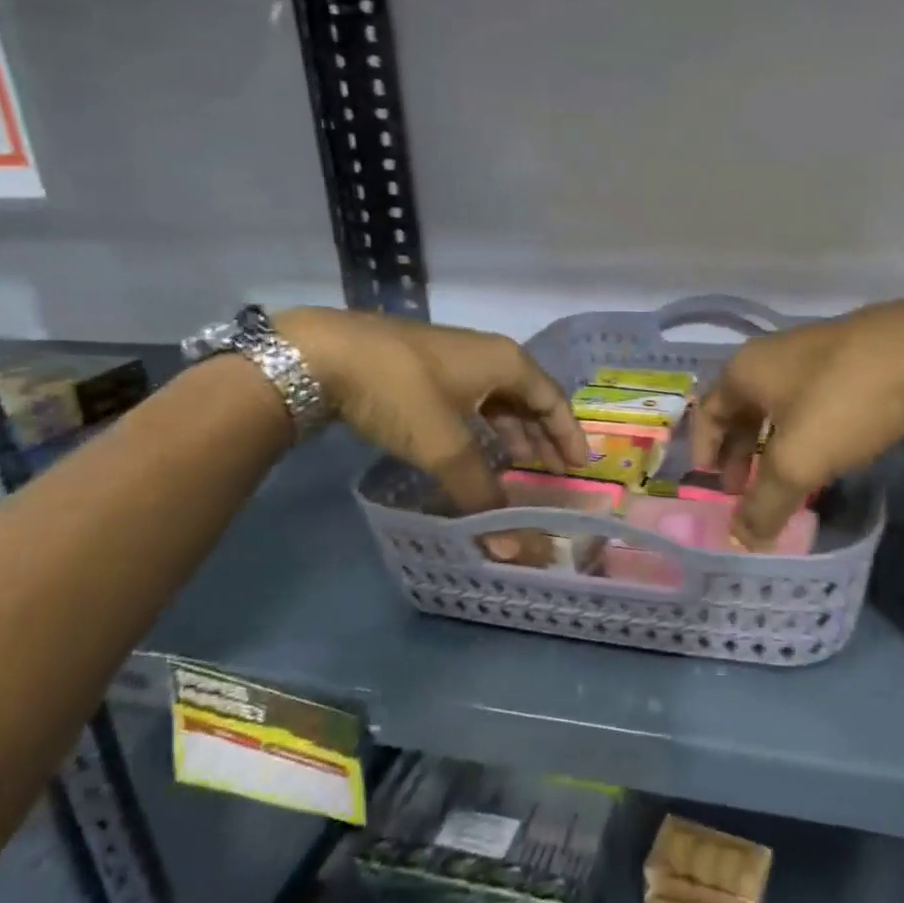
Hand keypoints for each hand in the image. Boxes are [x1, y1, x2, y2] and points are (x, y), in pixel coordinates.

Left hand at [274, 308, 589, 521]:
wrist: (322, 354)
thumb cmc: (400, 392)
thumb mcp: (446, 446)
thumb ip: (481, 494)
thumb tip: (511, 548)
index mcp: (506, 362)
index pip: (553, 399)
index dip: (569, 434)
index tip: (581, 467)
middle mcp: (488, 354)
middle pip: (529, 397)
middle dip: (542, 435)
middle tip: (553, 472)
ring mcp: (455, 357)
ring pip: (498, 397)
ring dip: (512, 430)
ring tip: (517, 464)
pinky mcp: (426, 366)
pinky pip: (472, 398)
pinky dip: (483, 424)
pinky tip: (474, 446)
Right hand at [691, 294, 903, 547]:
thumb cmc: (846, 401)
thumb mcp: (797, 462)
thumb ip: (764, 505)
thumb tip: (740, 542)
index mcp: (747, 370)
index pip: (709, 412)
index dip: (705, 451)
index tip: (713, 487)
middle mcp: (775, 357)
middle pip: (744, 411)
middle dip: (742, 454)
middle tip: (746, 492)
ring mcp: (818, 357)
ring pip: (783, 409)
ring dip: (778, 448)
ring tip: (788, 483)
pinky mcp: (855, 365)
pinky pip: (818, 406)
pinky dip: (811, 435)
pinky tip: (829, 459)